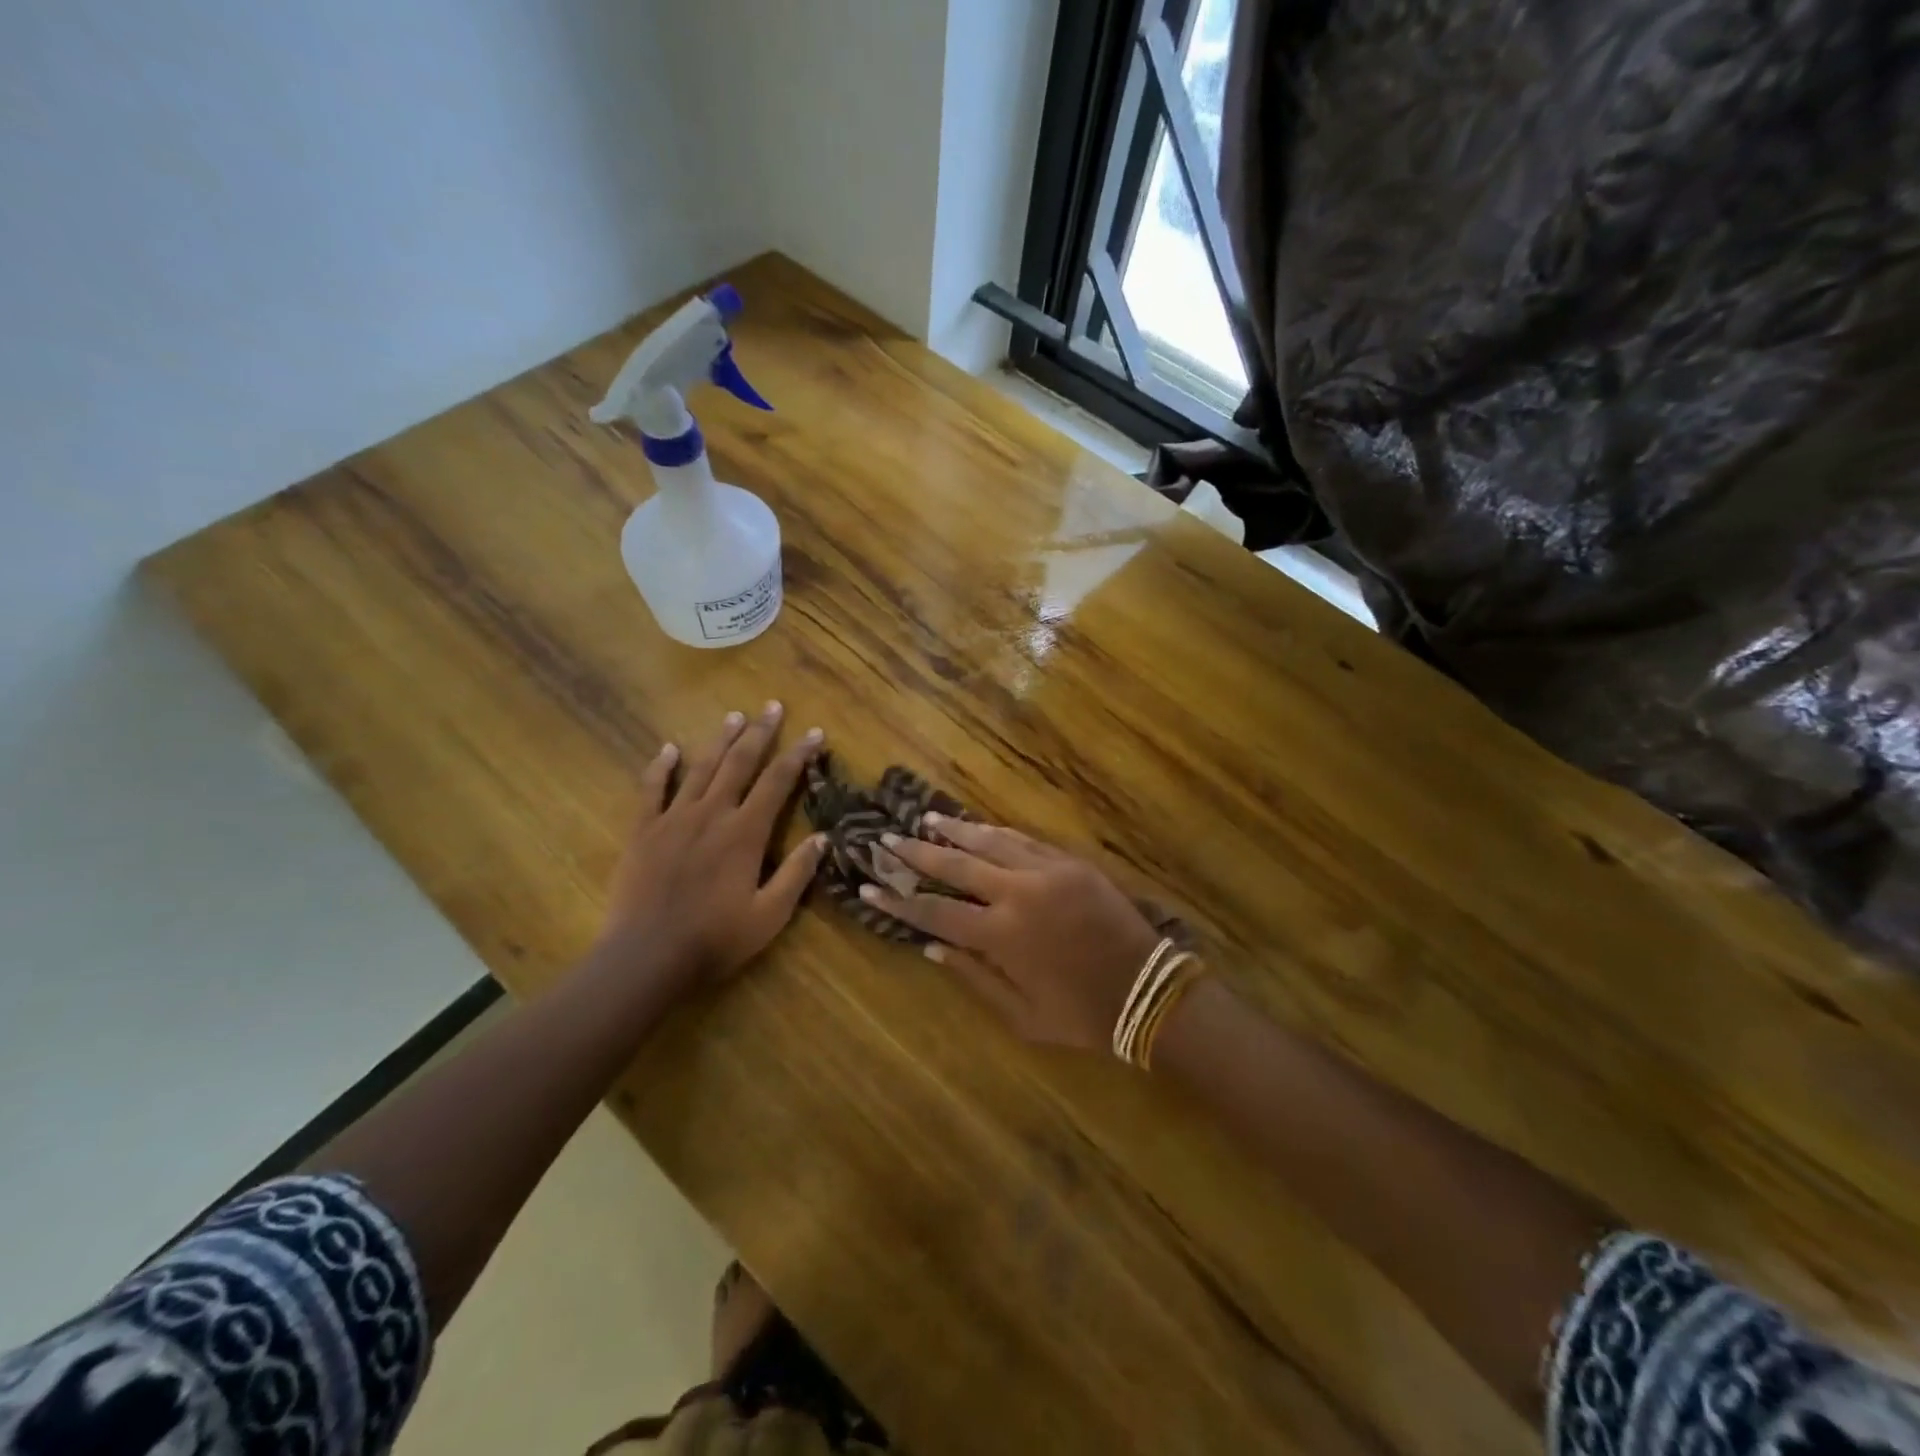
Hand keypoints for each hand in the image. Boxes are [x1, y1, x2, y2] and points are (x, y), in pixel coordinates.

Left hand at [599, 703, 825, 991]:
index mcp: (745, 833)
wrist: (645, 957)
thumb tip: (823, 838)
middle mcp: (712, 814)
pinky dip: (661, 767)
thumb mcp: (769, 915)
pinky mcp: (643, 831)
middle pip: (739, 763)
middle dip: (759, 733)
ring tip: (734, 716)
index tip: (814, 732)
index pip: (778, 781)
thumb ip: (797, 874)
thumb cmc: (714, 940)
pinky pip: (651, 790)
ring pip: (701, 768)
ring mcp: (674, 819)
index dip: (798, 754)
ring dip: (719, 741)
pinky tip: (669, 748)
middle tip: (772, 706)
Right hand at [862, 819, 1162, 1049]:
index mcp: (1002, 937)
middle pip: (956, 867)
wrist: (1148, 989)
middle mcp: (1017, 895)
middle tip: (887, 840)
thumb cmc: (1082, 1014)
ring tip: (926, 820)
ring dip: (955, 832)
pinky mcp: (1070, 862)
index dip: (899, 901)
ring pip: (989, 843)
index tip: (868, 887)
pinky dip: (996, 833)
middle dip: (917, 854)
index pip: (936, 914)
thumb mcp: (1022, 1017)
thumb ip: (974, 979)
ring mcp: (1046, 872)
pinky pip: (1024, 840)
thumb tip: (932, 949)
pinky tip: (977, 827)